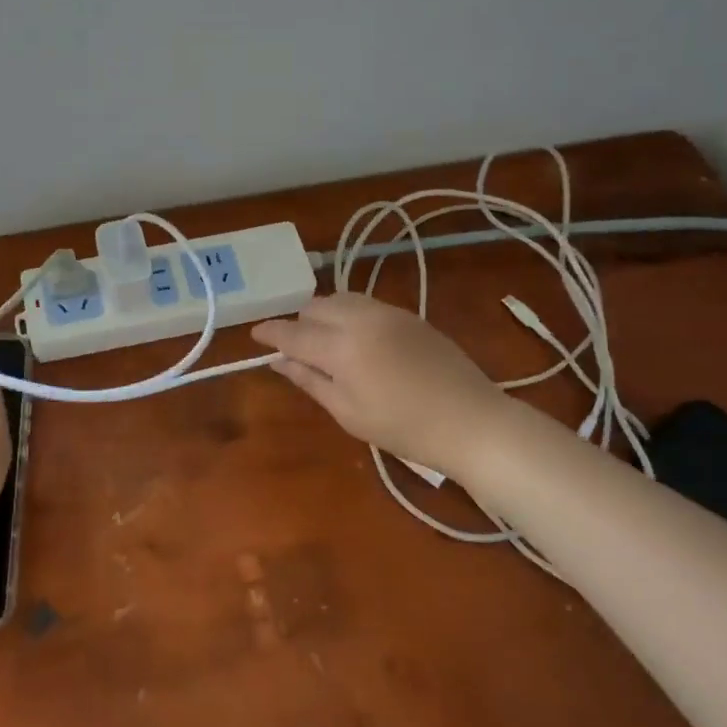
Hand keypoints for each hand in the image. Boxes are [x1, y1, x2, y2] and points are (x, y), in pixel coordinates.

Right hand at [252, 294, 509, 475]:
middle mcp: (360, 319)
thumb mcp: (347, 412)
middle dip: (298, 324)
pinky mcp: (407, 314)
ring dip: (323, 315)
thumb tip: (278, 361)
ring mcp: (387, 312)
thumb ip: (309, 380)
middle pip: (314, 307)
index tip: (255, 335)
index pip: (292, 333)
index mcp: (341, 348)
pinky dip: (348, 313)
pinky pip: (364, 303)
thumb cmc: (404, 428)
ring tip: (327, 341)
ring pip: (339, 298)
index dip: (270, 333)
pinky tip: (357, 339)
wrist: (471, 421)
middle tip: (298, 349)